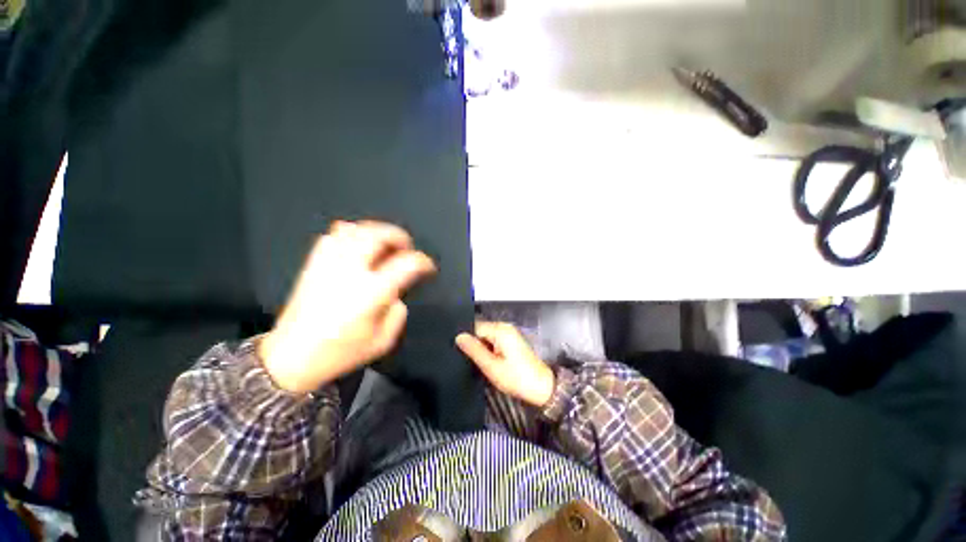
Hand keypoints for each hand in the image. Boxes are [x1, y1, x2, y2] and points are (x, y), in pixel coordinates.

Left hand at [259, 221, 436, 392]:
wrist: (290, 358)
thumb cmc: (339, 353)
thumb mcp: (382, 342)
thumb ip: (397, 315)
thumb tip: (396, 296)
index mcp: (371, 292)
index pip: (406, 264)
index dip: (423, 262)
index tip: (428, 267)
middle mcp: (350, 272)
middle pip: (378, 236)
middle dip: (399, 236)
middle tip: (407, 246)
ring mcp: (329, 265)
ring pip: (355, 230)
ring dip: (376, 231)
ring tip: (385, 241)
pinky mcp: (313, 265)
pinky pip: (332, 236)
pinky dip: (350, 233)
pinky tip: (357, 242)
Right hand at [456, 322, 554, 407]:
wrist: (541, 387)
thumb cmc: (516, 378)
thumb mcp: (491, 366)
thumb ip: (474, 350)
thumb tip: (459, 337)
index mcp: (500, 330)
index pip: (474, 327)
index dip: (466, 339)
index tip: (458, 352)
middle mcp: (505, 327)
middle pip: (480, 330)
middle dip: (474, 343)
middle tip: (468, 359)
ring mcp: (509, 333)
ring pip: (486, 336)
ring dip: (481, 348)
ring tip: (478, 362)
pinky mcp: (511, 340)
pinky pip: (494, 340)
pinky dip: (489, 349)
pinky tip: (487, 361)